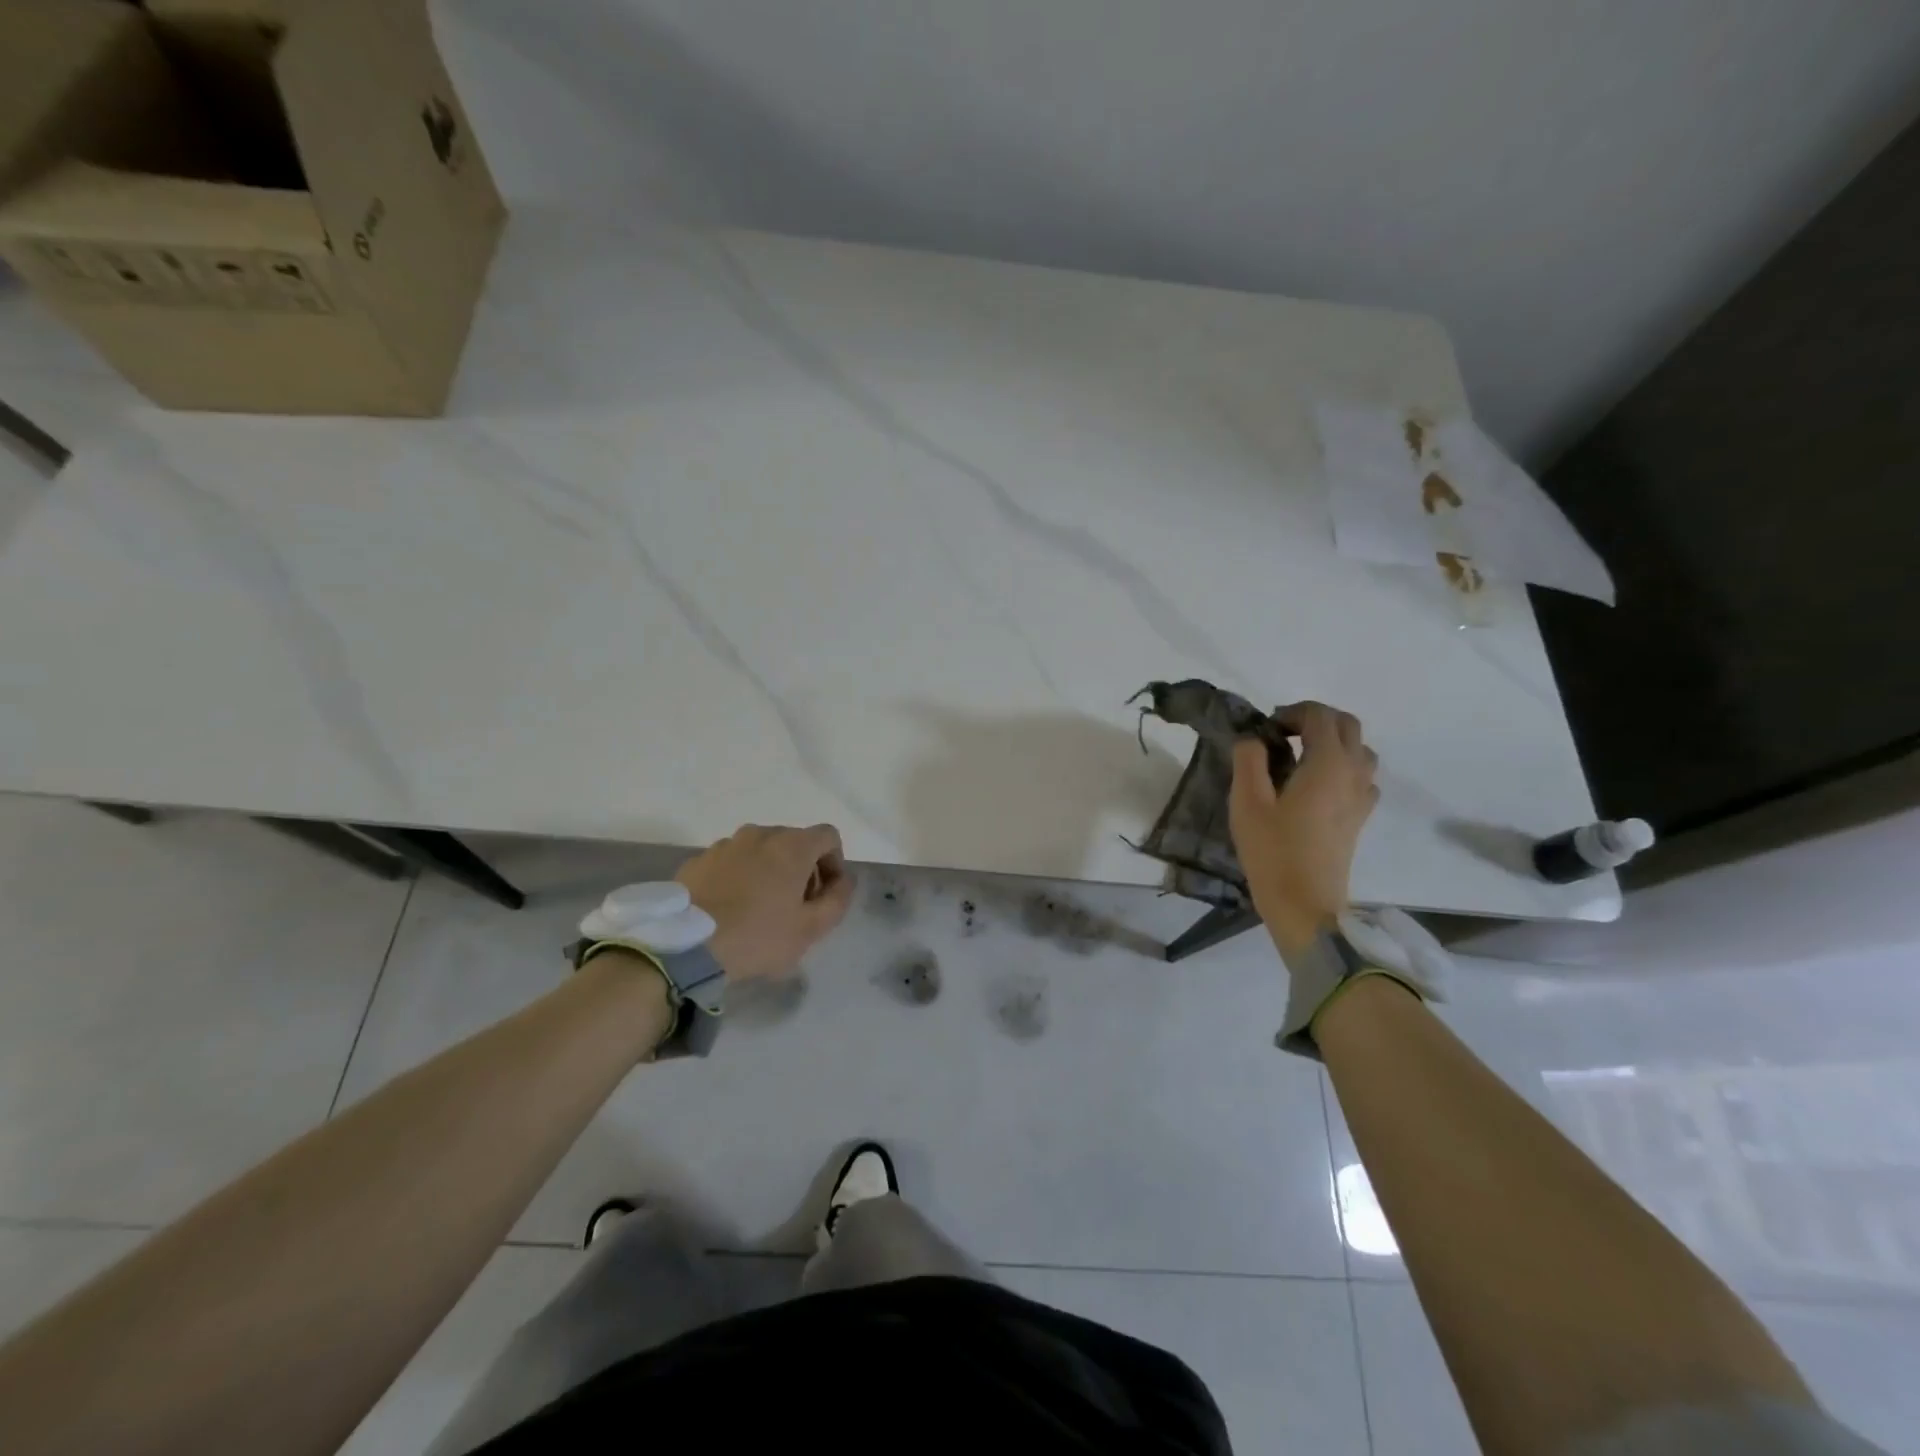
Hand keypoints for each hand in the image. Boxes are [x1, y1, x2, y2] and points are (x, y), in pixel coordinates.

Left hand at [674, 823, 855, 981]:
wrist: (684, 946)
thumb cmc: (757, 936)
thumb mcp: (811, 929)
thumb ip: (838, 900)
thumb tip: (844, 880)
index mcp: (792, 845)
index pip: (828, 836)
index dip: (835, 862)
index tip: (825, 894)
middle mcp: (760, 834)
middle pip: (794, 842)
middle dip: (802, 869)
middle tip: (796, 907)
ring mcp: (725, 844)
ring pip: (760, 851)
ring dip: (769, 872)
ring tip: (759, 910)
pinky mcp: (698, 859)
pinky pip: (731, 862)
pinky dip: (739, 877)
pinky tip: (730, 910)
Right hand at [1229, 701, 1379, 953]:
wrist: (1304, 904)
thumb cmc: (1272, 851)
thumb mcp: (1247, 801)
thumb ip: (1248, 760)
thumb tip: (1254, 740)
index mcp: (1328, 763)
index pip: (1320, 715)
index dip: (1292, 712)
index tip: (1265, 730)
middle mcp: (1353, 772)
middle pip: (1347, 725)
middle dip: (1315, 721)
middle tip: (1281, 737)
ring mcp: (1362, 796)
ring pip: (1359, 750)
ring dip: (1332, 743)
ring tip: (1298, 759)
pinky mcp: (1360, 817)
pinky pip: (1361, 777)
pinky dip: (1342, 768)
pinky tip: (1316, 787)